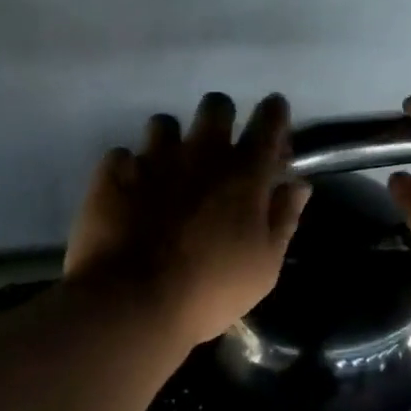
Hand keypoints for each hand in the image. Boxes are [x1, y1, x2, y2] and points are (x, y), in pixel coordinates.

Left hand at [65, 92, 311, 345]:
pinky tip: (131, 193)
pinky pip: (123, 155)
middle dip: (222, 120)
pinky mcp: (113, 174)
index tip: (273, 120)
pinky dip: (130, 169)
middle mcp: (201, 154)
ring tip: (169, 172)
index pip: (269, 121)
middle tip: (218, 152)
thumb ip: (283, 219)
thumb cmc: (211, 291)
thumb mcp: (264, 266)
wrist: (132, 303)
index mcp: (245, 175)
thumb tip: (297, 185)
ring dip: (171, 142)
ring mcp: (153, 160)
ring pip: (164, 123)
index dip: (275, 114)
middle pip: (216, 106)